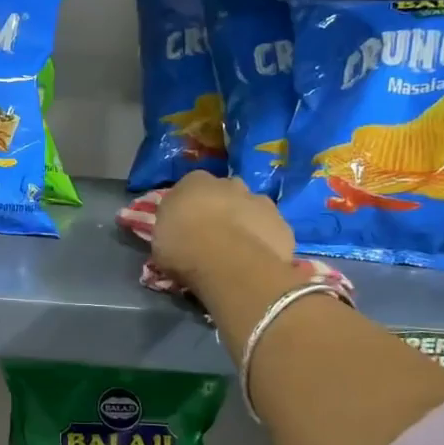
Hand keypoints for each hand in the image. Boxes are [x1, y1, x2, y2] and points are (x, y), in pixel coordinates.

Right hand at [151, 171, 301, 304]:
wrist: (229, 263)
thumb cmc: (183, 247)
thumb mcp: (159, 238)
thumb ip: (170, 227)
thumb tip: (175, 229)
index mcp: (194, 181)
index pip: (191, 186)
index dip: (190, 206)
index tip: (186, 224)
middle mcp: (230, 183)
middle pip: (226, 193)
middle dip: (222, 208)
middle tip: (213, 235)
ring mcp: (261, 202)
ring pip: (253, 209)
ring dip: (246, 222)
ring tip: (237, 249)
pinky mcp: (283, 225)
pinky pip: (271, 232)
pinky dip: (265, 242)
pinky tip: (257, 260)